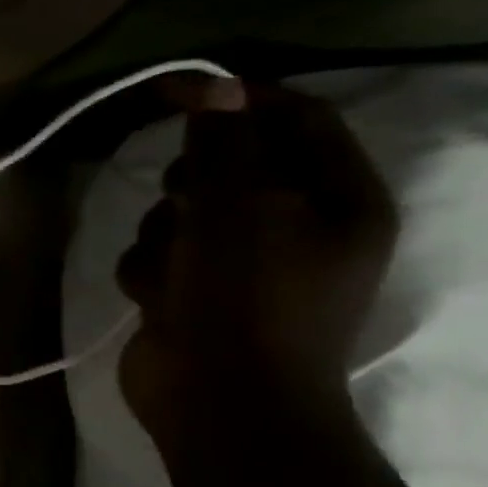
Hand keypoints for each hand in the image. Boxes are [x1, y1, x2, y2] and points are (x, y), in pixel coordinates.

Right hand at [115, 81, 397, 441]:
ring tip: (171, 271)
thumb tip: (212, 86)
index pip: (297, 120)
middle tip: (182, 195)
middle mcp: (294, 227)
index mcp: (338, 199)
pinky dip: (148, 272)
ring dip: (162, 234)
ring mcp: (238, 264)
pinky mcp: (192, 292)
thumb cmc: (247, 298)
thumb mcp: (238, 207)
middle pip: (229, 167)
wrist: (220, 400)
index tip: (177, 88)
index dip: (239, 98)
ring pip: (179, 214)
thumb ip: (223, 144)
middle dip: (191, 179)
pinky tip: (157, 299)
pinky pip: (155, 256)